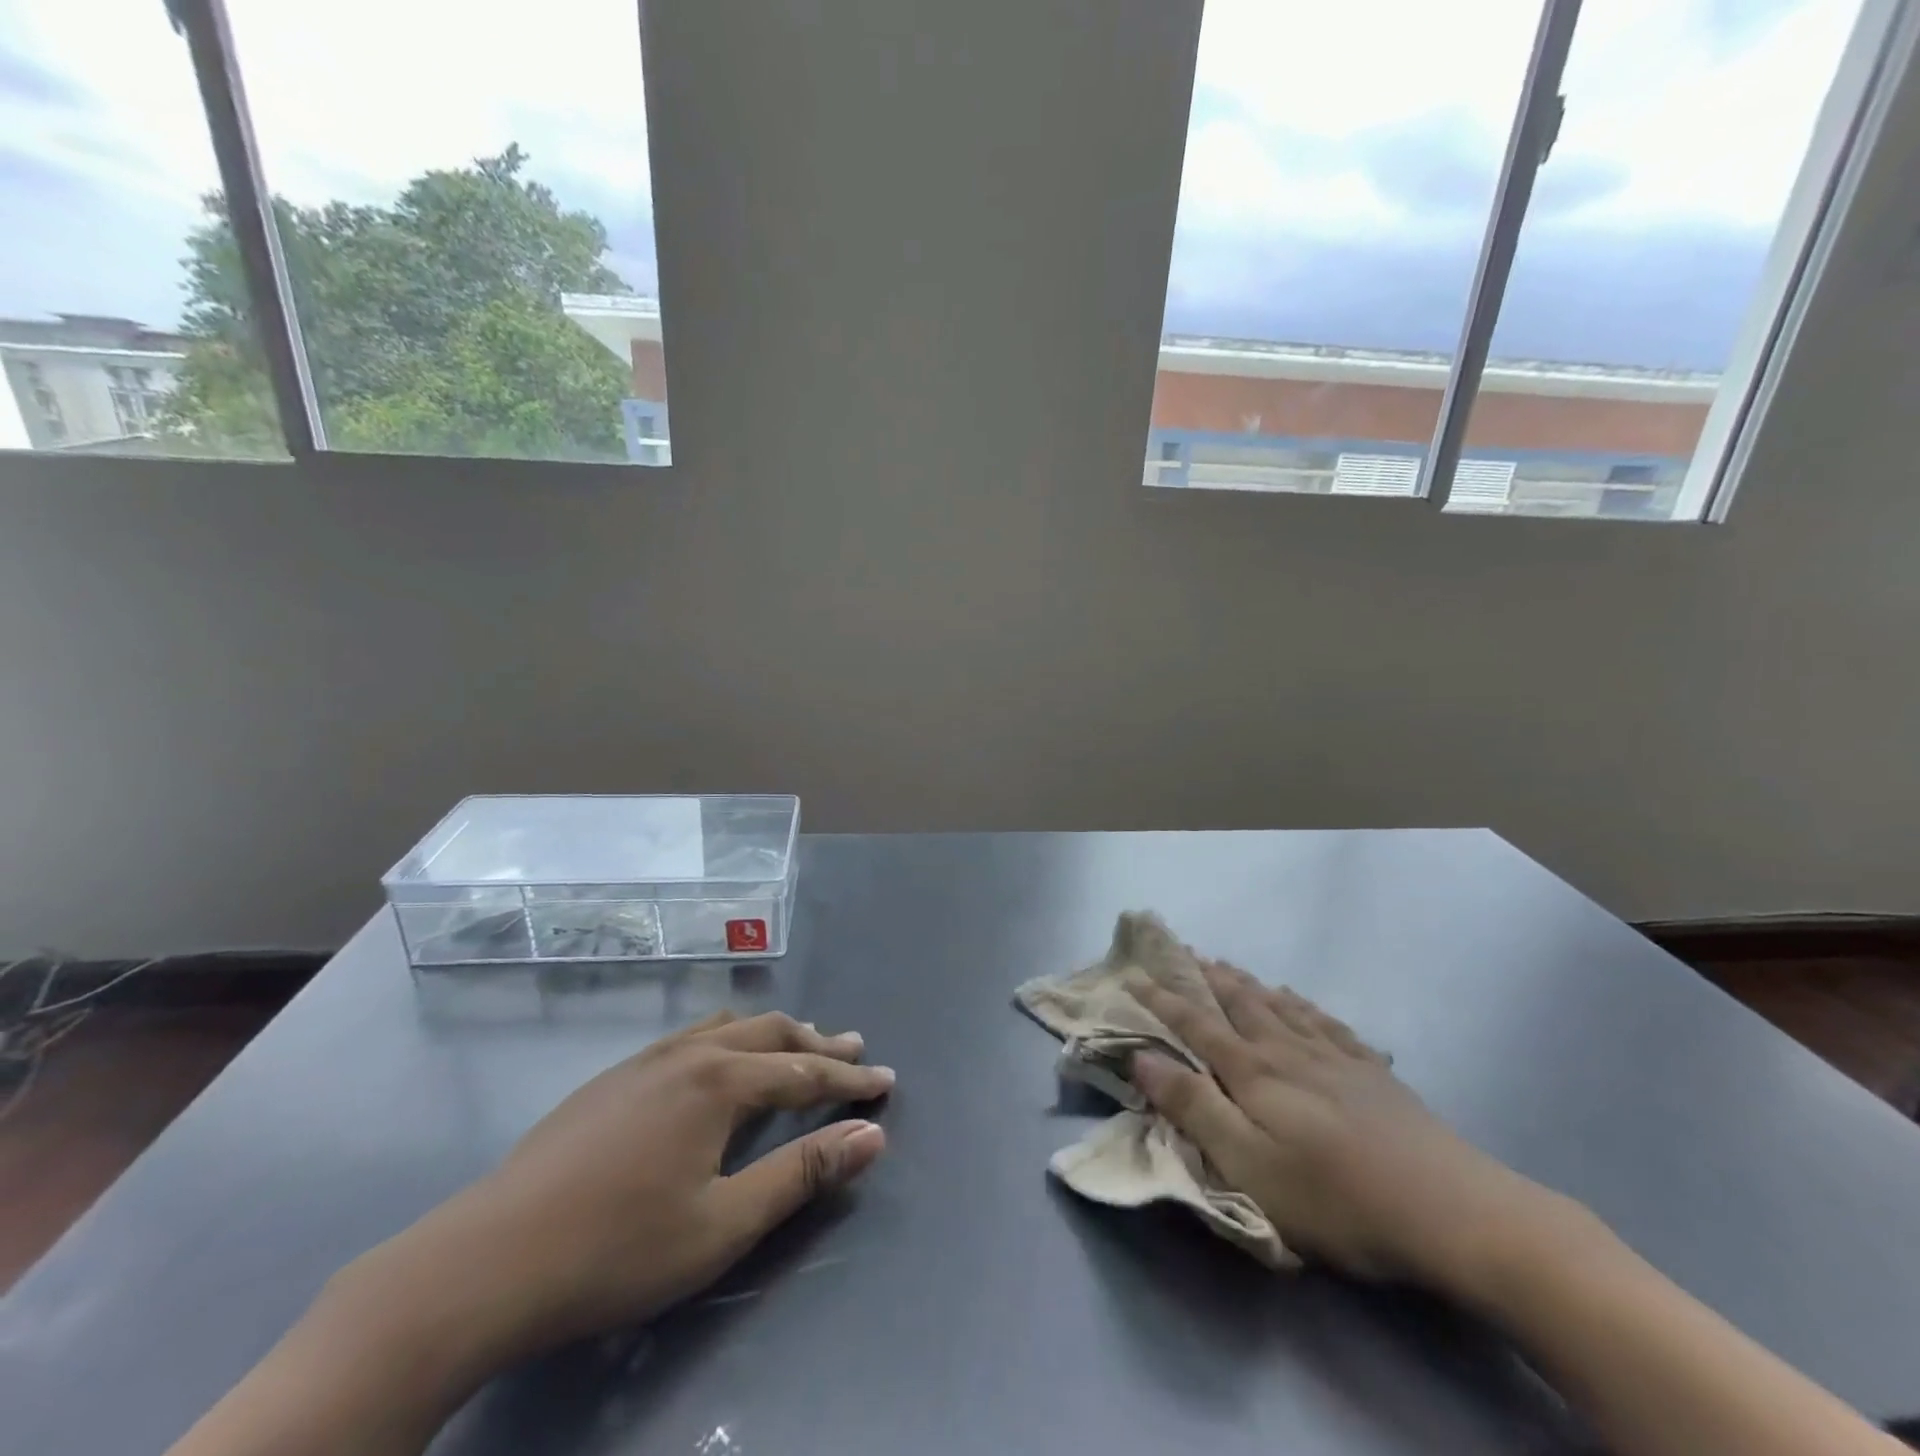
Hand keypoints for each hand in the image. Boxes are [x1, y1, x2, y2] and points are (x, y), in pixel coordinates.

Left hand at [372, 1009, 893, 1358]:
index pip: (803, 1073)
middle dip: (816, 1043)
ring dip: (770, 1034)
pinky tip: (716, 1062)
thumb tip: (870, 1136)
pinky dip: (726, 1040)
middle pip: (769, 1034)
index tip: (886, 1084)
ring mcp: (644, 1062)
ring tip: (796, 1044)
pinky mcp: (611, 1080)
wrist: (486, 1262)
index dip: (848, 1081)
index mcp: (720, 1083)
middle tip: (852, 1050)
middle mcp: (689, 1055)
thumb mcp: (725, 1224)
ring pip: (726, 1028)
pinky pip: (688, 1039)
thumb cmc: (618, 1250)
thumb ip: (802, 1174)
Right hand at [1129, 963, 1555, 1288]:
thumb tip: (1142, 1056)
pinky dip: (1300, 1003)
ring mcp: (1333, 1057)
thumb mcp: (1248, 1165)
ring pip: (1278, 1005)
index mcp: (1253, 1073)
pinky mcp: (1371, 1072)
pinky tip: (1297, 999)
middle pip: (1238, 1002)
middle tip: (1182, 952)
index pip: (1195, 1024)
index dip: (1162, 998)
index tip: (1134, 973)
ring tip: (1226, 965)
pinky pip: (1324, 1021)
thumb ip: (1193, 1107)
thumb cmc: (1335, 1197)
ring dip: (1246, 982)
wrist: (1452, 1211)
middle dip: (1204, 977)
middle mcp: (1287, 1051)